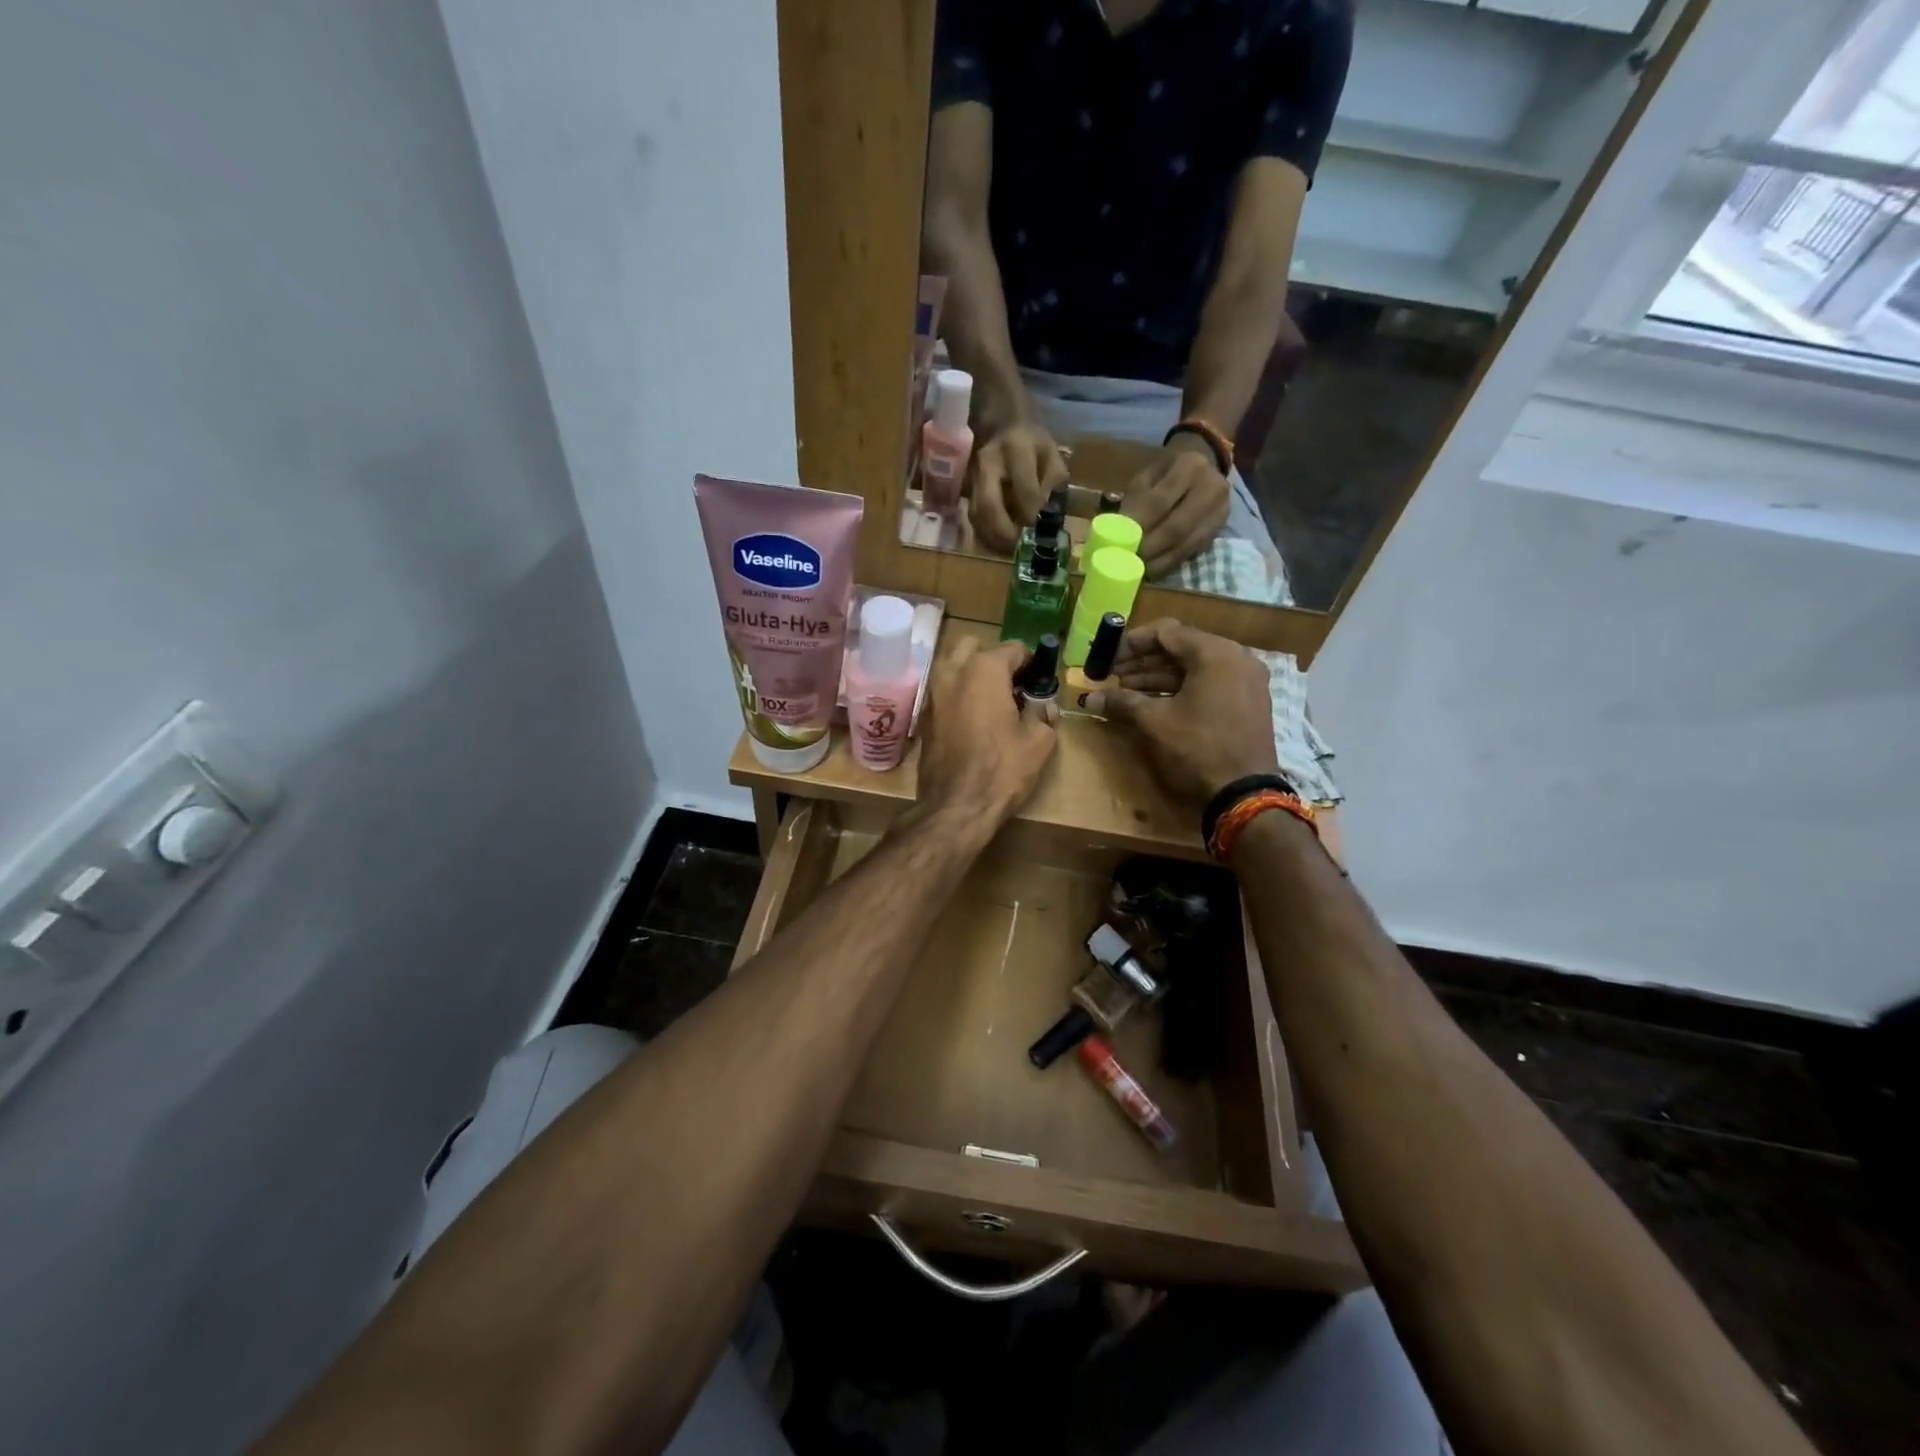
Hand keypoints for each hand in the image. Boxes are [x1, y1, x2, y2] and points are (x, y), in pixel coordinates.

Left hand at [916, 636, 1057, 824]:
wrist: (956, 806)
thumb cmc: (1002, 769)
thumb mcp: (1038, 742)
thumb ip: (1043, 715)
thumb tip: (1043, 707)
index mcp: (984, 670)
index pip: (1013, 649)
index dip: (1031, 663)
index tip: (1039, 681)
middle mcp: (952, 672)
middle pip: (973, 647)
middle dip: (992, 659)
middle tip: (1010, 684)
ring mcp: (932, 694)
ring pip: (952, 666)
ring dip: (971, 674)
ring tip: (992, 701)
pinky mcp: (923, 717)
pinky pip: (943, 692)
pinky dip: (958, 695)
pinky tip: (973, 719)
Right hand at [969, 421, 1068, 554]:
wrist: (1002, 424)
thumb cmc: (1033, 443)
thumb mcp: (1052, 456)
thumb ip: (1053, 485)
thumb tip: (1044, 518)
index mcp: (1017, 448)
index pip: (1024, 490)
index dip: (1032, 516)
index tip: (1039, 532)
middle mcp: (988, 462)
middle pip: (988, 506)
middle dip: (1004, 534)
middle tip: (1019, 548)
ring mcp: (972, 475)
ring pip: (976, 514)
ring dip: (992, 537)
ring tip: (1010, 548)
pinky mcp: (965, 488)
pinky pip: (972, 516)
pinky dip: (985, 533)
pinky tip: (999, 540)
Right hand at [1083, 619, 1274, 810]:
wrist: (1244, 794)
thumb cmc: (1197, 749)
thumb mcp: (1155, 722)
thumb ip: (1123, 702)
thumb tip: (1090, 699)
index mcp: (1215, 653)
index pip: (1166, 632)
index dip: (1131, 643)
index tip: (1106, 657)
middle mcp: (1236, 658)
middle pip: (1181, 648)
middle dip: (1143, 662)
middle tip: (1112, 676)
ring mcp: (1246, 681)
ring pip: (1194, 668)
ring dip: (1158, 676)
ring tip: (1125, 691)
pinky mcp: (1248, 702)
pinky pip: (1209, 683)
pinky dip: (1181, 689)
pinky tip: (1153, 703)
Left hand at [1122, 438, 1231, 576]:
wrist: (1205, 467)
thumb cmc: (1167, 472)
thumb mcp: (1148, 476)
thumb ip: (1135, 500)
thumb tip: (1119, 532)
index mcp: (1189, 466)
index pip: (1159, 502)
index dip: (1139, 526)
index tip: (1120, 544)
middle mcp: (1211, 488)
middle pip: (1176, 527)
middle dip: (1150, 548)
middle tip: (1128, 562)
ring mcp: (1220, 511)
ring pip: (1186, 544)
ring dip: (1160, 561)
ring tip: (1138, 570)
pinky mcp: (1220, 529)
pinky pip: (1193, 551)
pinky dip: (1171, 562)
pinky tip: (1154, 569)